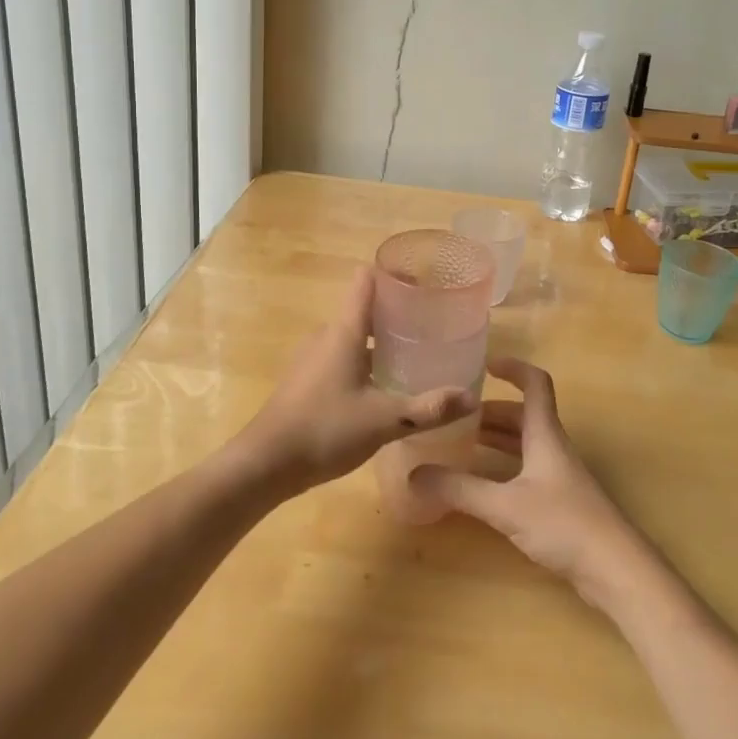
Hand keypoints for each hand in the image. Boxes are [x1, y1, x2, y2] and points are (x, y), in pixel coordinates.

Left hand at [231, 266, 479, 495]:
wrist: (264, 464)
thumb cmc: (325, 429)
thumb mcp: (384, 420)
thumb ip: (428, 408)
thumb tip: (472, 397)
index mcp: (345, 330)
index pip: (366, 281)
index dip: (393, 274)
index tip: (423, 280)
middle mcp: (327, 335)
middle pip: (365, 308)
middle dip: (397, 313)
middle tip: (433, 325)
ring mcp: (313, 357)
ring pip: (354, 336)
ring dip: (382, 340)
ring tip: (416, 355)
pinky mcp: (307, 379)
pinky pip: (342, 356)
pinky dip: (366, 361)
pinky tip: (384, 386)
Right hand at [409, 359, 653, 609]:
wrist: (617, 570)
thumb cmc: (565, 524)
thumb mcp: (506, 505)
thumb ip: (461, 489)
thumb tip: (414, 474)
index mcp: (545, 434)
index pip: (535, 384)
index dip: (512, 368)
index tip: (484, 365)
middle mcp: (553, 447)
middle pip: (523, 416)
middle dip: (490, 412)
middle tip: (455, 416)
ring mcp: (559, 476)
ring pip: (524, 444)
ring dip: (496, 439)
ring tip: (461, 445)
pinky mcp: (561, 503)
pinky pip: (526, 470)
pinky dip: (503, 467)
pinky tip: (483, 486)